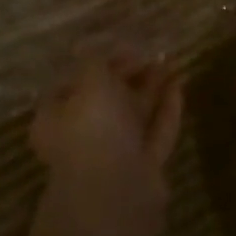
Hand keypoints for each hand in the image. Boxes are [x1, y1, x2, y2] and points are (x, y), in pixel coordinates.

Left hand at [30, 53, 183, 200]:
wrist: (116, 191)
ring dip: (151, 88)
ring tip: (171, 60)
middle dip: (128, 74)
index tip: (119, 44)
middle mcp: (81, 138)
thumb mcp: (91, 80)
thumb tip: (92, 46)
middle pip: (106, 99)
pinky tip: (179, 85)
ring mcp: (113, 155)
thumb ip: (95, 60)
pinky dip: (166, 109)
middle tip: (151, 51)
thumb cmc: (93, 128)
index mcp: (56, 118)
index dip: (94, 62)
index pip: (72, 83)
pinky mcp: (142, 168)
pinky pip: (155, 132)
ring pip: (133, 115)